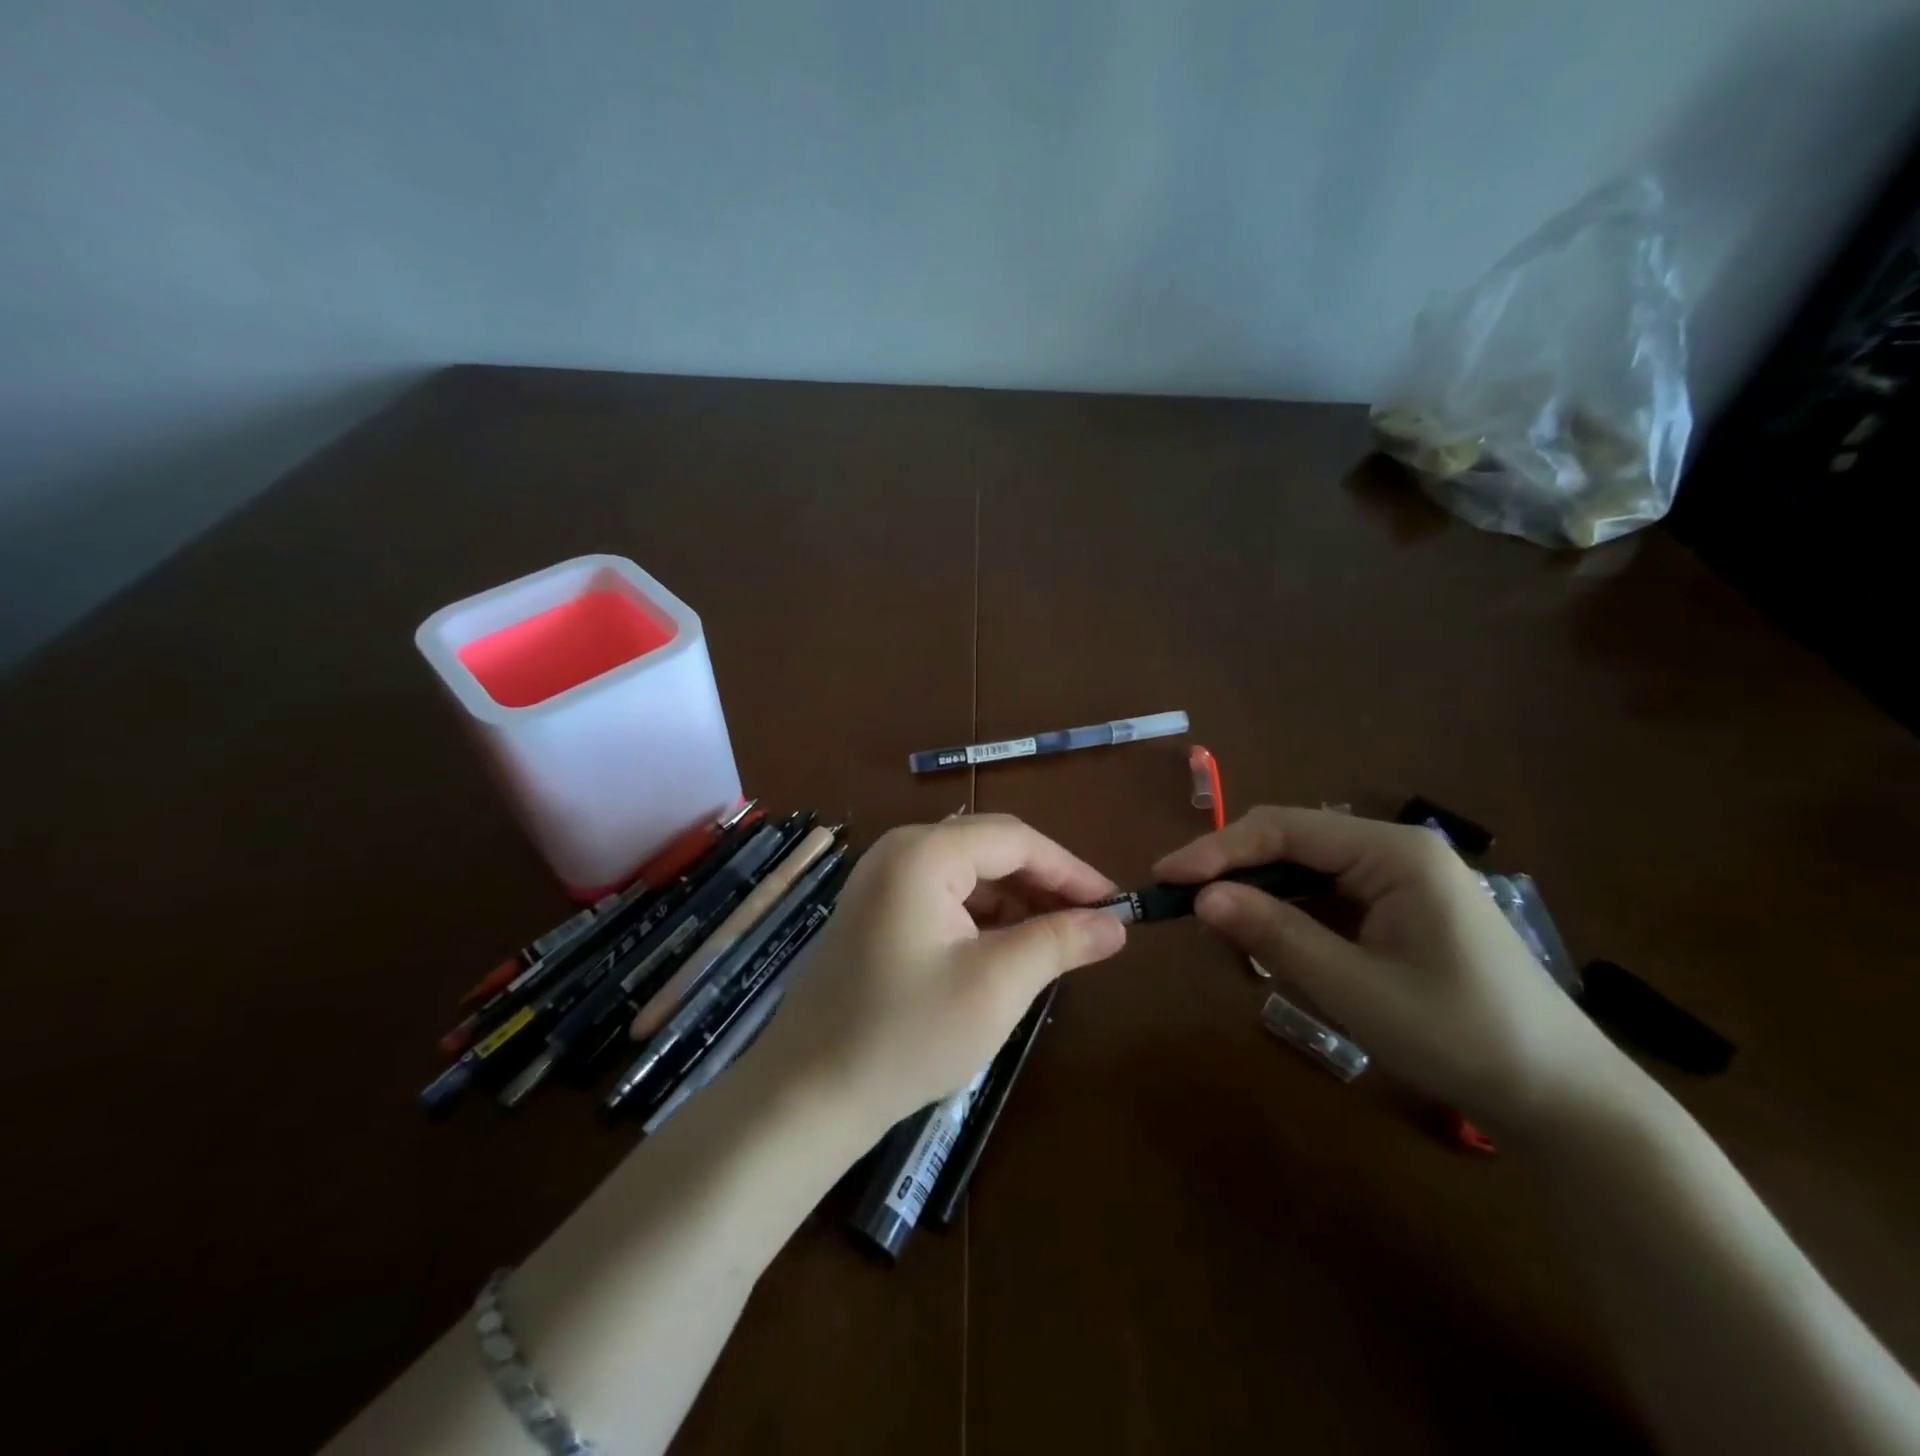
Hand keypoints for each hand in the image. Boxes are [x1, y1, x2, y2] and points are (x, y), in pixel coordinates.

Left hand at [747, 814, 1126, 1143]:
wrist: (807, 1094)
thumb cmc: (906, 1035)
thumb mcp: (996, 986)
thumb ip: (1059, 943)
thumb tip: (1116, 924)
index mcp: (923, 853)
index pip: (1015, 839)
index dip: (1070, 869)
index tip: (1116, 903)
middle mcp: (899, 852)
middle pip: (990, 850)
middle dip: (1044, 884)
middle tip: (1092, 923)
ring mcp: (882, 881)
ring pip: (968, 875)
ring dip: (1016, 902)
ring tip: (1057, 941)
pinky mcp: (876, 912)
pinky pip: (943, 897)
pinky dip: (983, 918)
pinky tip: (1007, 951)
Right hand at [1155, 806, 1624, 1135]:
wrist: (1564, 1100)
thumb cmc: (1462, 1037)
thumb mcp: (1355, 989)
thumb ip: (1276, 935)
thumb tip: (1201, 897)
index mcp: (1393, 852)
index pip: (1284, 830)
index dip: (1218, 849)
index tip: (1165, 876)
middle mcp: (1395, 850)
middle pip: (1292, 842)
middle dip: (1234, 870)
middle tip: (1182, 904)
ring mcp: (1401, 879)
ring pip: (1305, 870)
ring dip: (1259, 895)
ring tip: (1221, 930)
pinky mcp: (1401, 909)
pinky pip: (1327, 897)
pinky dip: (1290, 916)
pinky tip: (1272, 945)